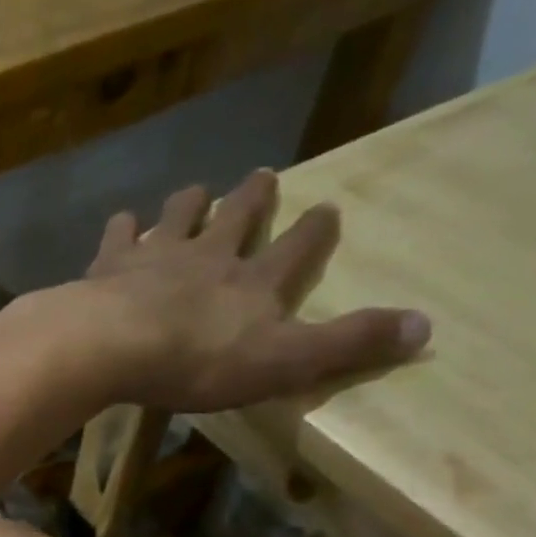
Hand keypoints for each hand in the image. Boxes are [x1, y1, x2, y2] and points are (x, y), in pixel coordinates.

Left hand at [78, 170, 431, 414]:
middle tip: (262, 174)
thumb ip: (347, 343)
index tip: (328, 207)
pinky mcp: (109, 264)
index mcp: (252, 282)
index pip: (295, 249)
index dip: (313, 230)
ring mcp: (155, 255)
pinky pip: (119, 234)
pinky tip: (122, 221)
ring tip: (195, 190)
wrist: (114, 345)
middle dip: (252, 197)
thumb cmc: (199, 361)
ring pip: (179, 216)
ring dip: (189, 202)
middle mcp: (207, 255)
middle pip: (236, 217)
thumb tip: (426, 326)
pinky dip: (123, 226)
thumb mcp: (285, 362)